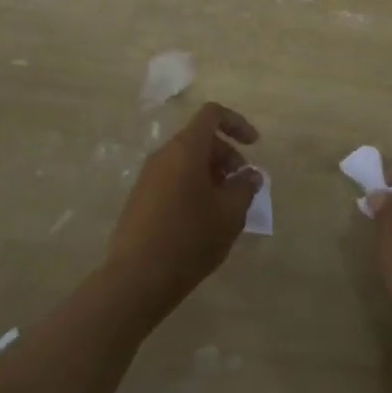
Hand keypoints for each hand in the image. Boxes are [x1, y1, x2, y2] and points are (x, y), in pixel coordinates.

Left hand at [109, 101, 261, 314]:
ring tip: (226, 206)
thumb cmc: (190, 238)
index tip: (254, 145)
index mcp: (186, 149)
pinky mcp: (140, 198)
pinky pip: (173, 178)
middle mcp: (164, 155)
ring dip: (211, 173)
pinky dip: (193, 186)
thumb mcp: (230, 214)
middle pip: (200, 138)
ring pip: (186, 160)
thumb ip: (245, 187)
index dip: (236, 123)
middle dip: (227, 155)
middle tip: (243, 185)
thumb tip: (250, 175)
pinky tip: (203, 219)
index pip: (212, 115)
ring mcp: (148, 177)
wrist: (137, 278)